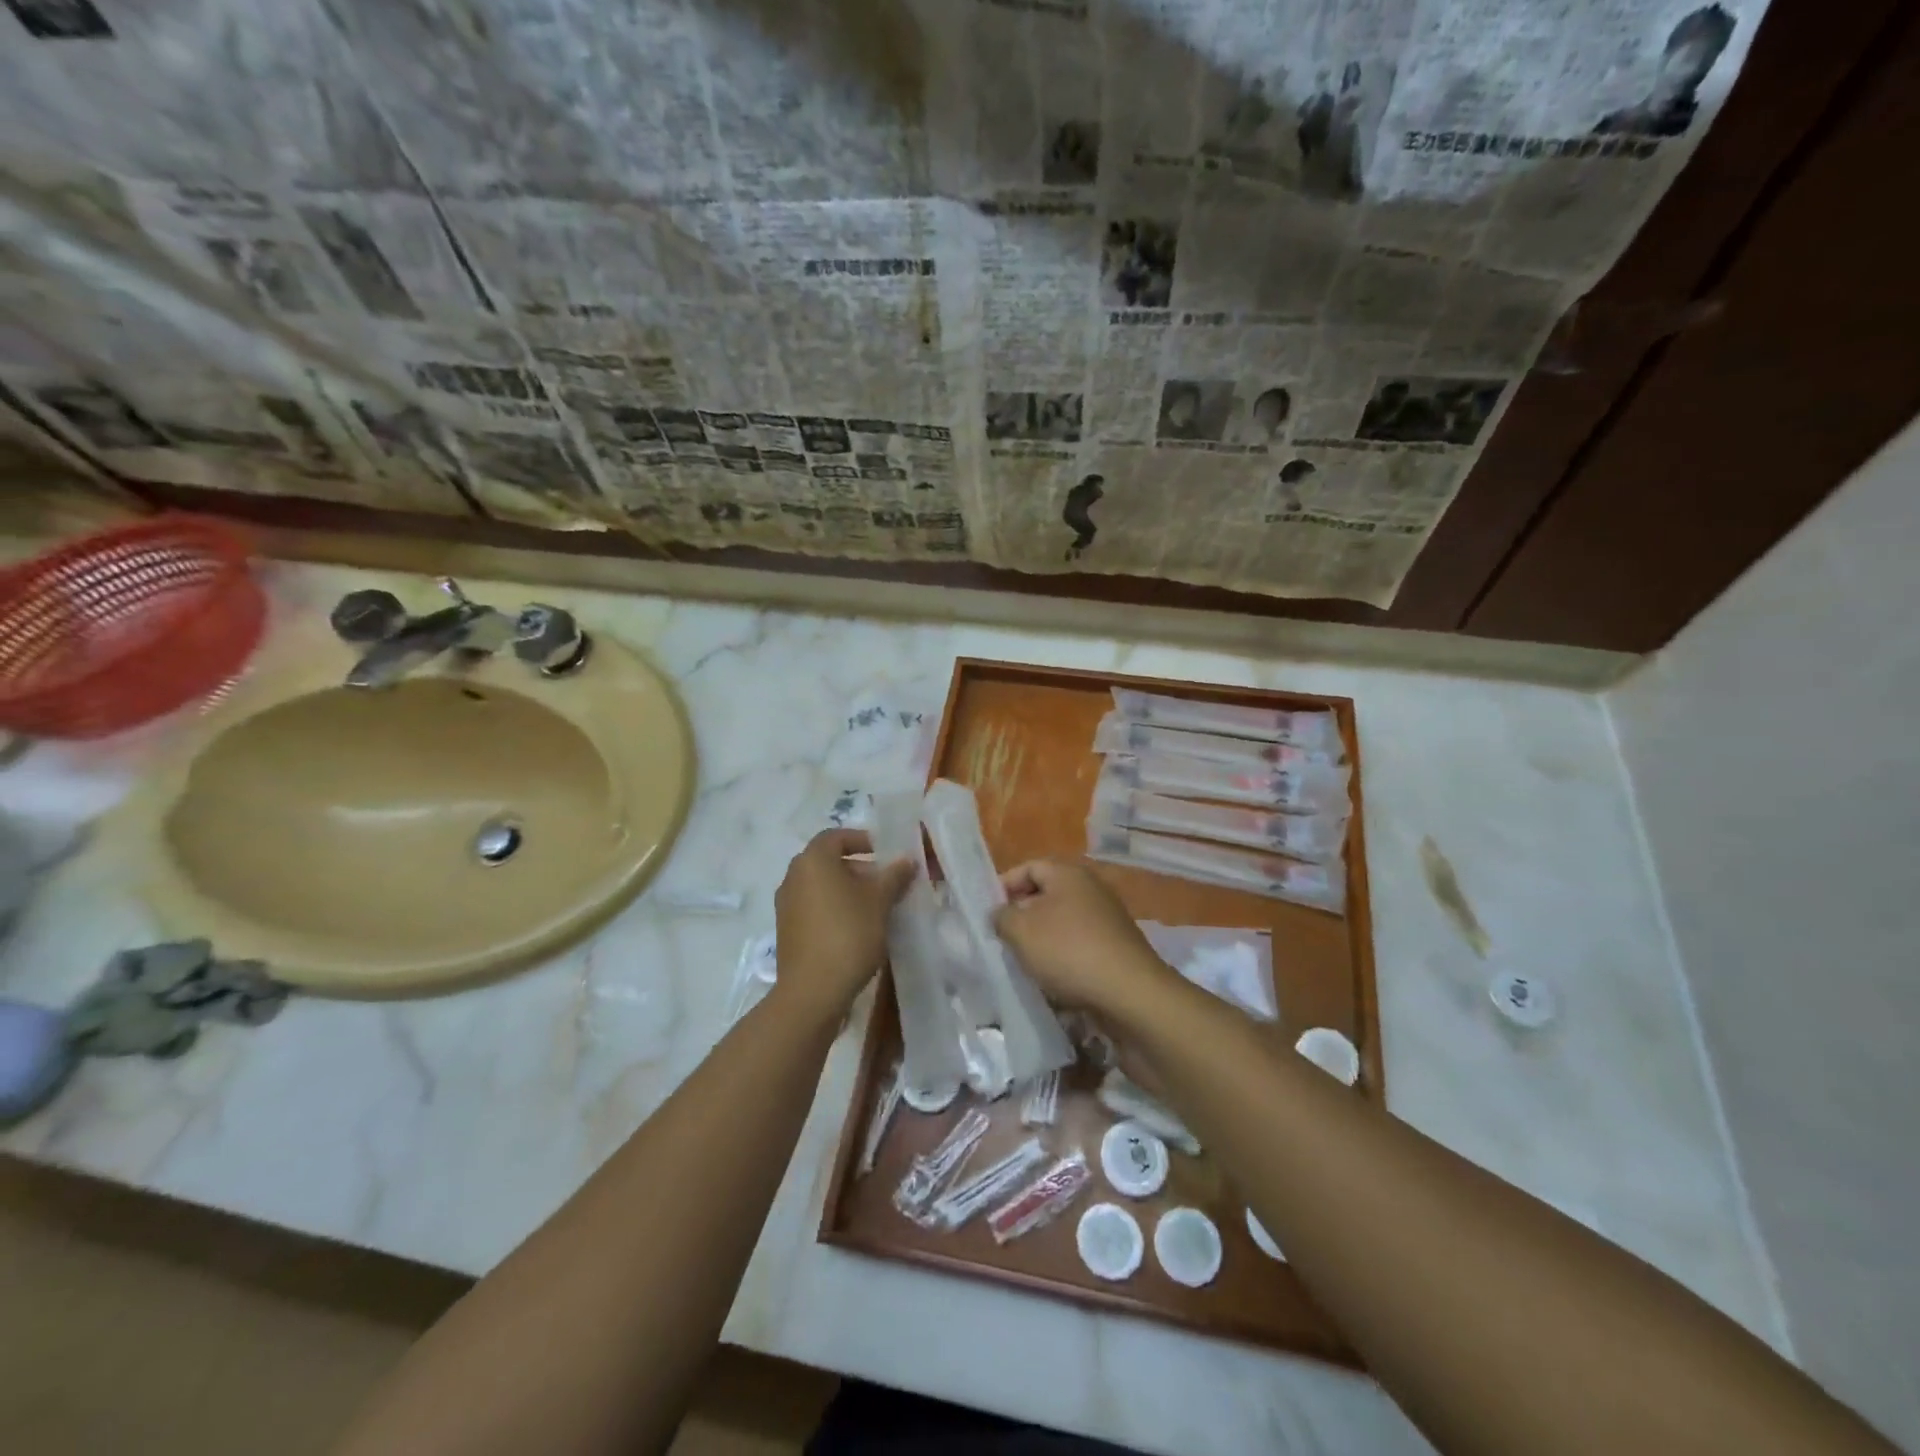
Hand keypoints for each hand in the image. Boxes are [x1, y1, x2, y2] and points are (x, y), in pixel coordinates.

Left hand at [773, 829, 913, 1017]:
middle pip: (829, 861)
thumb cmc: (848, 934)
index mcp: (813, 861)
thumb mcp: (880, 901)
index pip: (836, 836)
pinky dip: (835, 908)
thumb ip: (894, 875)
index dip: (862, 840)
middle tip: (887, 882)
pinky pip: (814, 907)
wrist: (812, 991)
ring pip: (822, 886)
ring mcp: (786, 905)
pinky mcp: (787, 930)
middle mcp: (793, 876)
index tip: (886, 853)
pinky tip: (857, 927)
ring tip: (877, 906)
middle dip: (859, 867)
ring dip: (848, 890)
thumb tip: (907, 859)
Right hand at [992, 858, 1173, 1017]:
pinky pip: (1079, 945)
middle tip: (1001, 939)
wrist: (1130, 994)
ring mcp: (1107, 918)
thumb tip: (1001, 914)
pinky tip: (1051, 979)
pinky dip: (1062, 958)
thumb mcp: (1021, 931)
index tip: (987, 912)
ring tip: (1023, 962)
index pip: (1028, 867)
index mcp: (1068, 873)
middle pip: (1046, 894)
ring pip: (1061, 922)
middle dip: (1021, 915)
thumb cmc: (1069, 951)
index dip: (1004, 886)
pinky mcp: (1116, 947)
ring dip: (1041, 940)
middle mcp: (1091, 889)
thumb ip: (1002, 917)